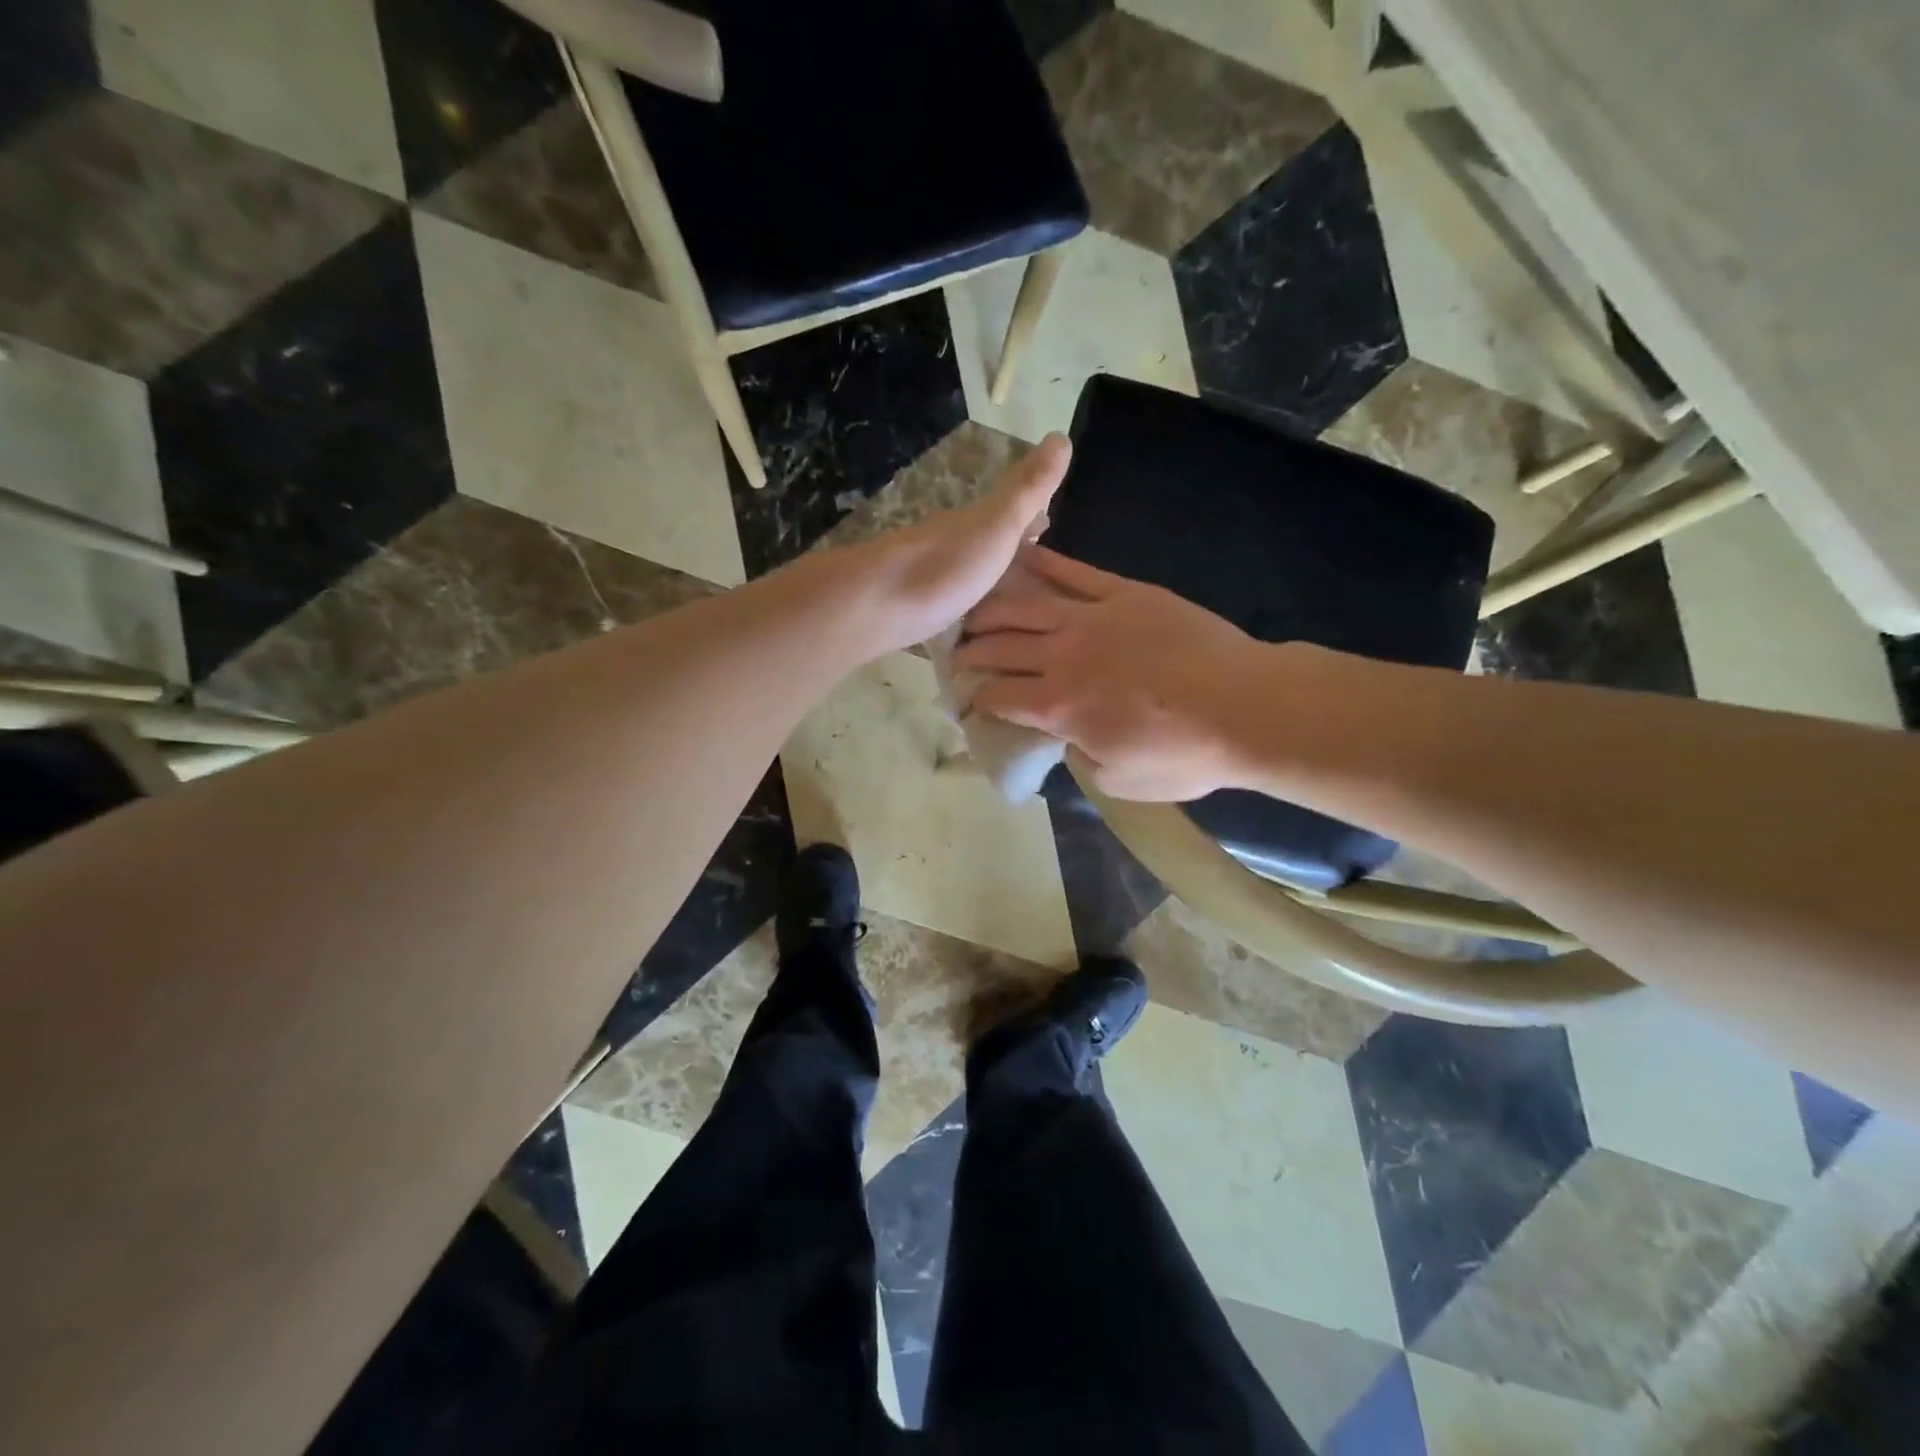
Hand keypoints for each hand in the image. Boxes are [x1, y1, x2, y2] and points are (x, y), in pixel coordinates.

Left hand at [825, 435, 1071, 657]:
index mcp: (973, 525)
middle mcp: (949, 545)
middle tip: (1036, 572)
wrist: (874, 605)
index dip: (1031, 516)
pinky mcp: (910, 611)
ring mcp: (926, 578)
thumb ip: (1027, 489)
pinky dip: (962, 608)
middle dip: (1009, 552)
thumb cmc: (944, 567)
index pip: (1009, 513)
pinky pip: (946, 605)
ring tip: (1009, 603)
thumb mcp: (997, 524)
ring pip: (965, 574)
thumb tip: (1061, 435)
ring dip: (985, 581)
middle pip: (985, 544)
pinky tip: (967, 625)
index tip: (1050, 524)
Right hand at [954, 547, 1266, 800]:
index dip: (976, 698)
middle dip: (972, 652)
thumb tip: (1069, 736)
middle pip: (1000, 647)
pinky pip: (1074, 573)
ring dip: (991, 609)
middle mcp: (1062, 657)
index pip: (998, 696)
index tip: (969, 699)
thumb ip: (1081, 757)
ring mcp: (1092, 618)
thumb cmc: (1186, 754)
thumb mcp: (1120, 780)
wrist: (1248, 708)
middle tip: (958, 654)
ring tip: (973, 611)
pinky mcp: (1124, 593)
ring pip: (1024, 606)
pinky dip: (1042, 563)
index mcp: (1058, 707)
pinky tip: (1018, 555)